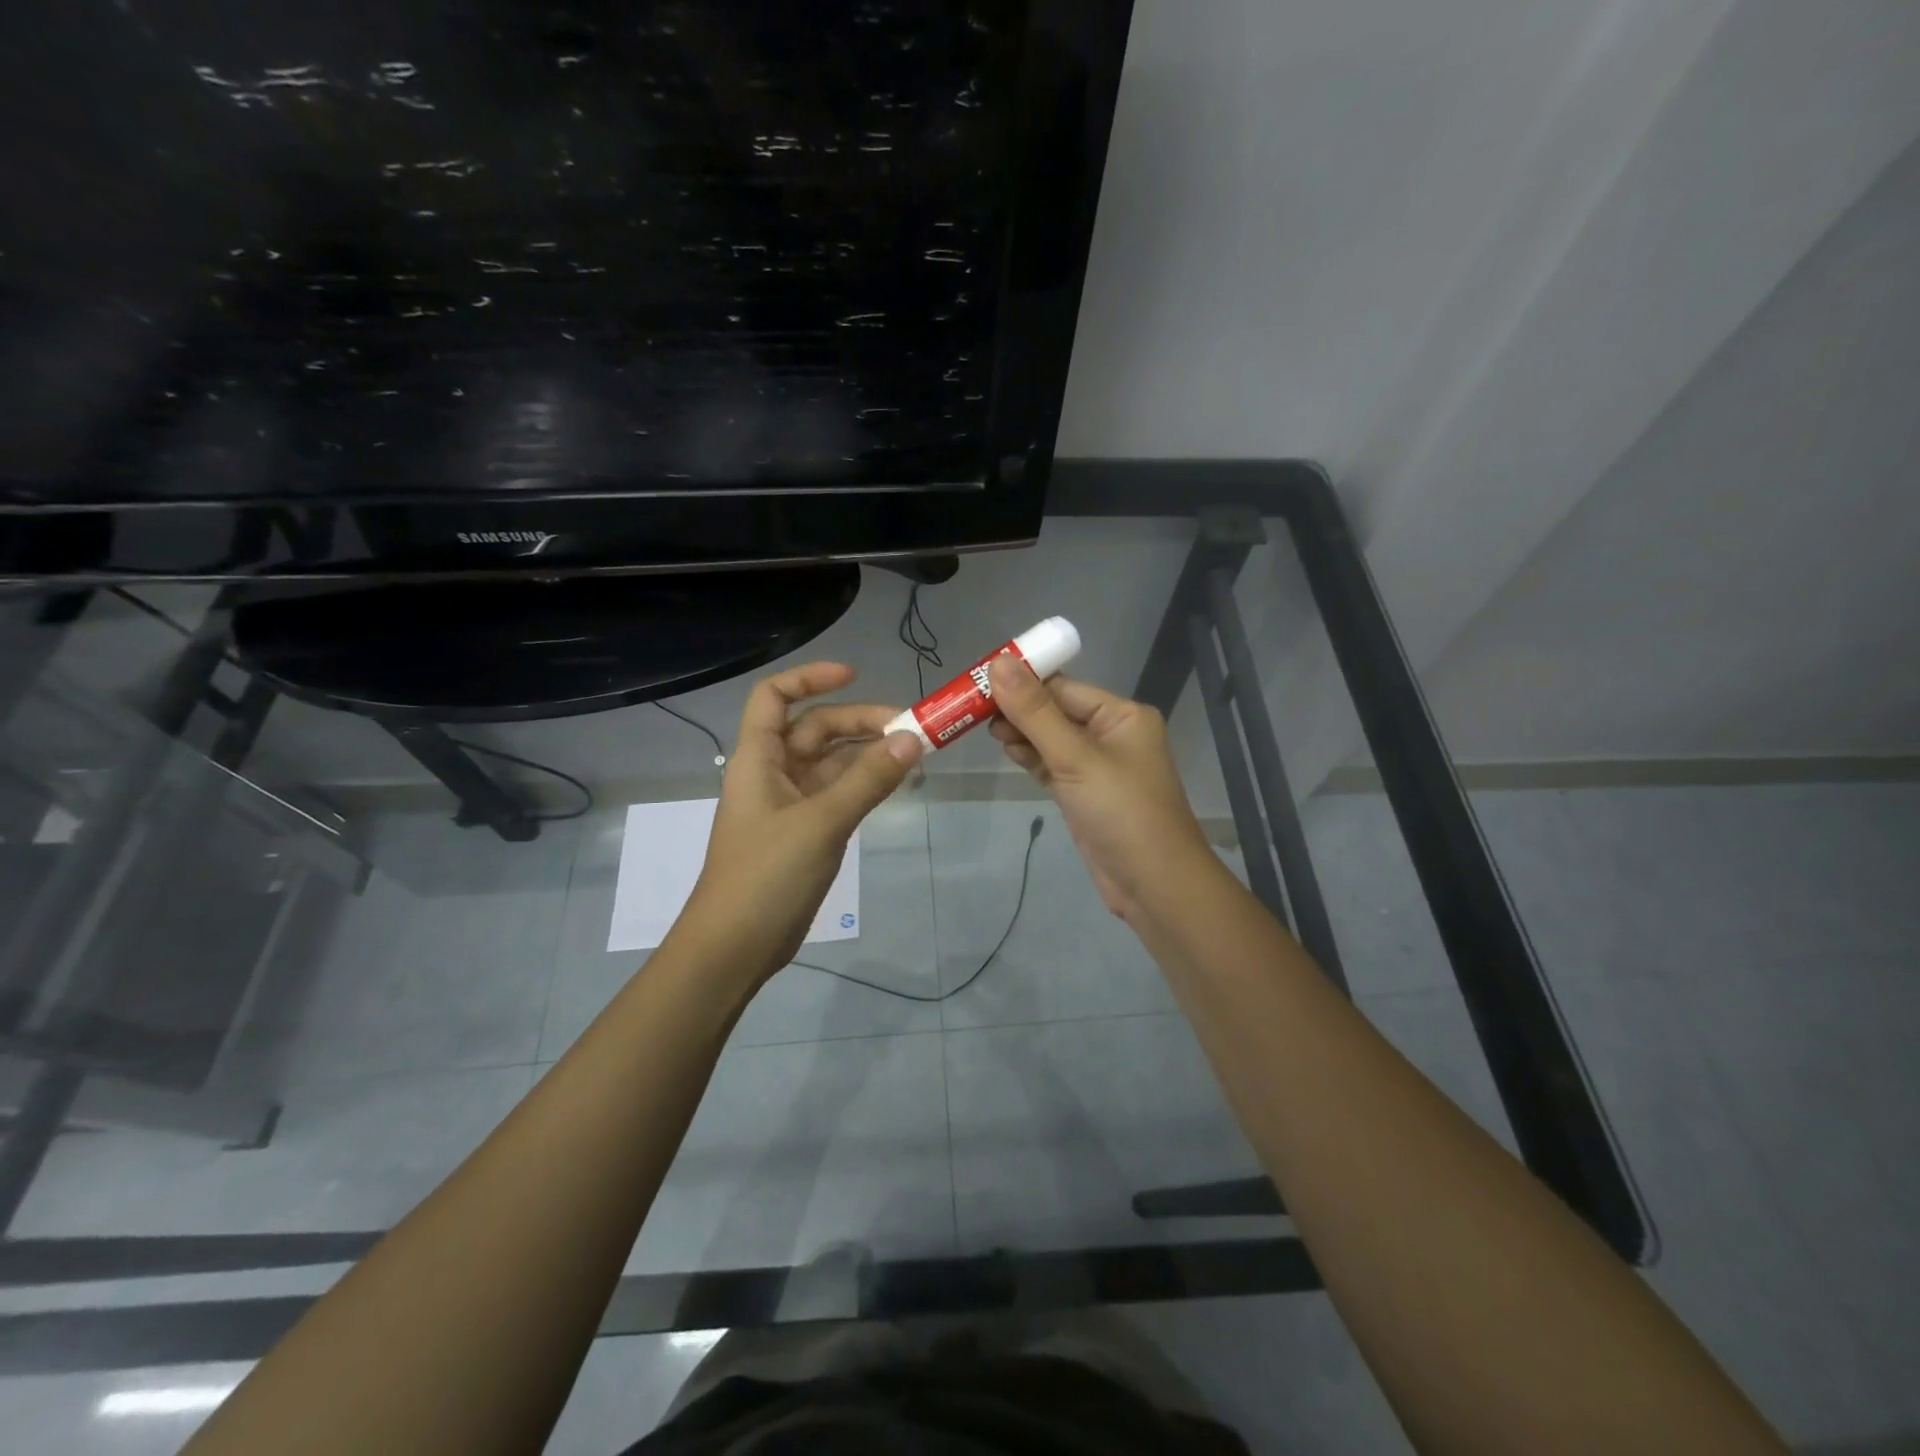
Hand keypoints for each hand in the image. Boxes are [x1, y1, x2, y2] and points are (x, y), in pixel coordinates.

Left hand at [678, 662, 922, 980]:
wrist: (734, 947)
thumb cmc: (766, 875)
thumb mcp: (821, 822)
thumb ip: (868, 780)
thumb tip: (913, 738)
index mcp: (759, 758)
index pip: (774, 697)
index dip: (810, 678)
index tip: (854, 675)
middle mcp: (772, 773)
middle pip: (815, 729)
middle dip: (859, 722)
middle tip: (910, 730)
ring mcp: (789, 805)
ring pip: (831, 764)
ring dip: (867, 755)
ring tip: (913, 754)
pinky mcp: (804, 833)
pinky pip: (837, 795)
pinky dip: (864, 785)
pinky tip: (895, 785)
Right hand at [986, 656, 1214, 923]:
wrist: (1154, 886)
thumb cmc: (1122, 813)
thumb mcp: (1075, 758)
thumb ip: (1035, 712)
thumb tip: (998, 662)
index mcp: (1121, 715)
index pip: (1062, 686)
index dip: (1021, 681)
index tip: (977, 680)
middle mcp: (1111, 734)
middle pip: (1054, 710)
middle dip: (1016, 708)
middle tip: (970, 709)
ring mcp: (1097, 766)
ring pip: (1050, 738)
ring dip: (1020, 733)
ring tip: (982, 729)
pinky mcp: (1084, 793)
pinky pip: (1052, 764)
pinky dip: (1029, 757)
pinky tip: (1006, 750)